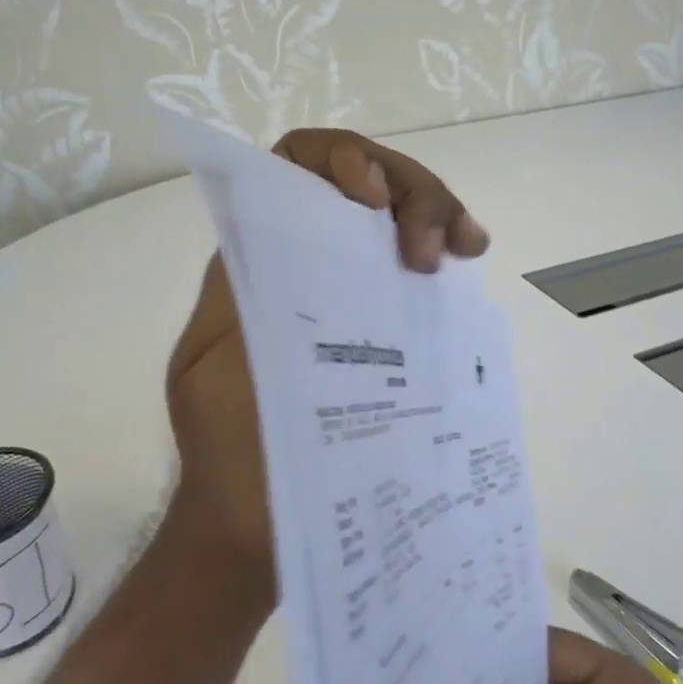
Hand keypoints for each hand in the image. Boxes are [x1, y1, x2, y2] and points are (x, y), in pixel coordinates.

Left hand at [163, 129, 489, 594]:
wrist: (257, 523)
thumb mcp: (213, 367)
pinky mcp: (383, 319)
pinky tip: (469, 257)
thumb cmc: (229, 451)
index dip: (338, 160)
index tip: (369, 203)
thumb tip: (293, 234)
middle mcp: (304, 260)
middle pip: (361, 177)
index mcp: (258, 259)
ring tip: (467, 245)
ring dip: (436, 208)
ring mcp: (348, 286)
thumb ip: (244, 295)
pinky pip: (415, 259)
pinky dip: (447, 242)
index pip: (295, 165)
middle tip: (435, 248)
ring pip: (397, 210)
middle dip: (409, 189)